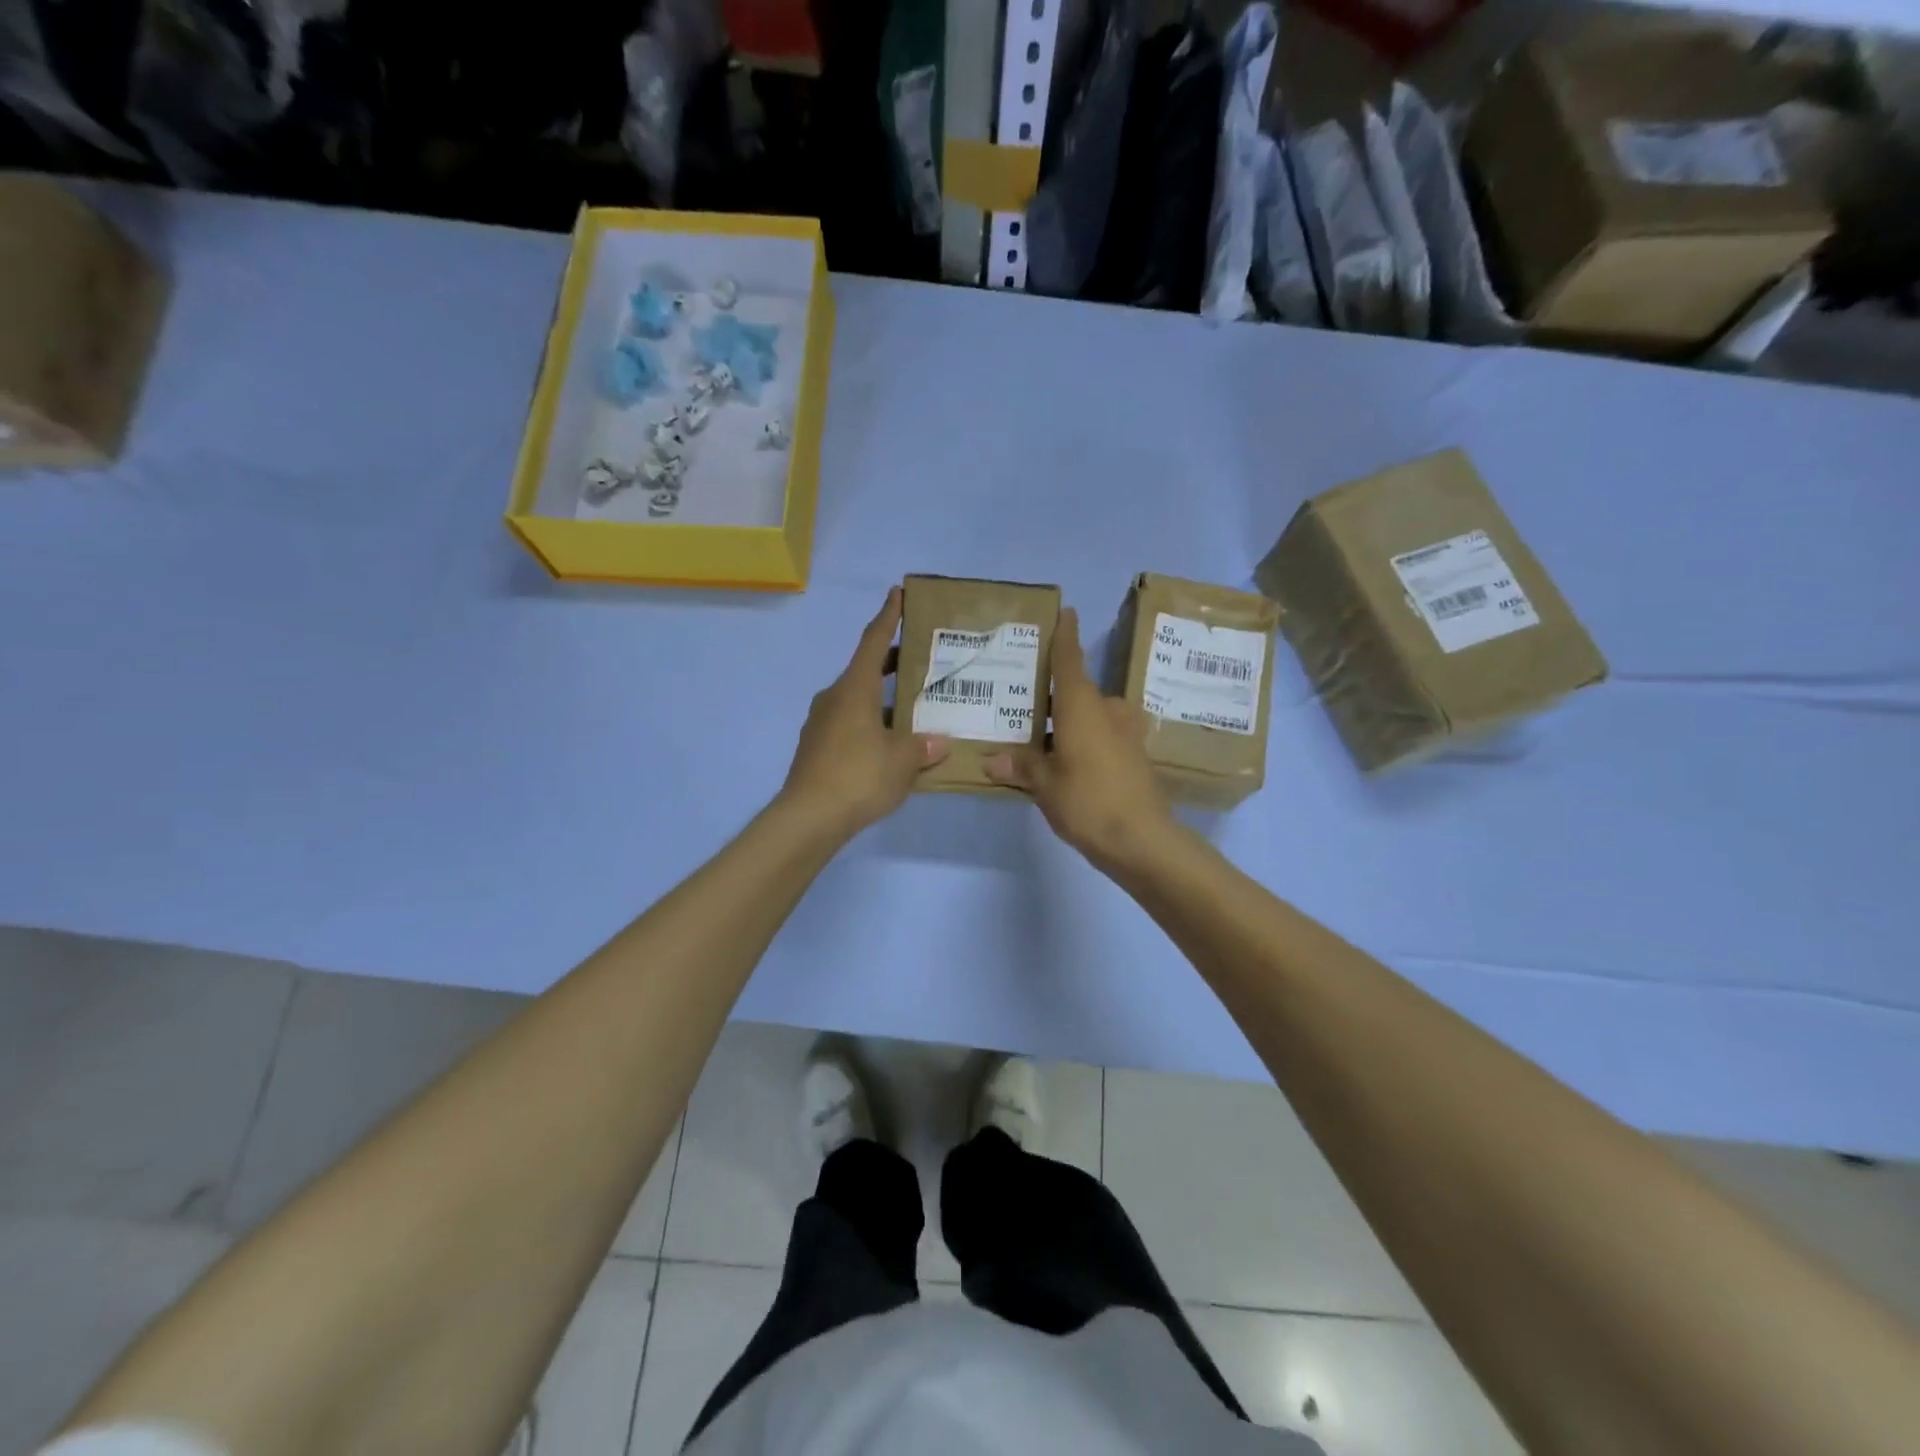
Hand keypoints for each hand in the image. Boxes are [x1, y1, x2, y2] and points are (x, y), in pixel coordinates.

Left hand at [780, 587, 948, 838]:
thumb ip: (923, 747)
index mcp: (854, 688)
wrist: (809, 818)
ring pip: (858, 701)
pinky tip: (892, 746)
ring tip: (915, 709)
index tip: (897, 593)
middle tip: (921, 658)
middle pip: (866, 670)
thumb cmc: (859, 776)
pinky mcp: (817, 749)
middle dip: (892, 662)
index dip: (888, 616)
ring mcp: (821, 724)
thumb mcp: (902, 761)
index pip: (873, 641)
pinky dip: (872, 725)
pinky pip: (850, 726)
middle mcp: (834, 698)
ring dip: (884, 700)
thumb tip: (938, 742)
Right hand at [984, 607, 1176, 872]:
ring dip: (1068, 723)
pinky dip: (1083, 741)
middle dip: (1054, 696)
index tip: (1066, 612)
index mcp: (1083, 706)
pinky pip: (1102, 736)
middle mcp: (1107, 710)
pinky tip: (1066, 761)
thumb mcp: (1044, 785)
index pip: (1070, 659)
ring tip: (1038, 737)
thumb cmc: (1088, 801)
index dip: (1066, 635)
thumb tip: (990, 760)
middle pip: (1077, 692)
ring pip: (1090, 716)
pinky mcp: (1135, 755)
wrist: (1143, 841)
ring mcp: (1126, 733)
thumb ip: (1020, 766)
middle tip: (1023, 701)